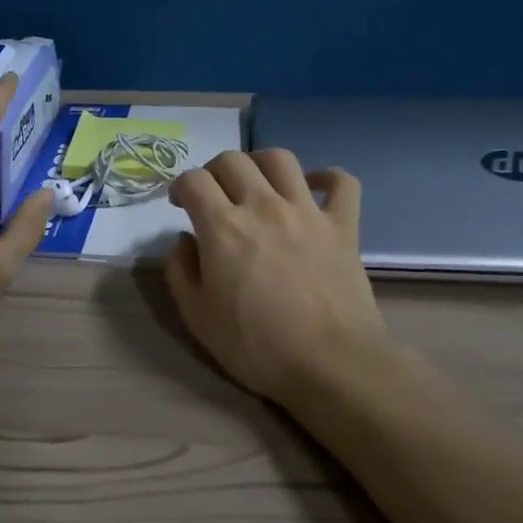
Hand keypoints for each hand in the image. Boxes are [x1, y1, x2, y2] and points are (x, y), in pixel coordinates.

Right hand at [166, 149, 393, 407]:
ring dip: (260, 162)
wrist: (331, 363)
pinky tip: (315, 186)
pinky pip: (342, 183)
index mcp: (223, 227)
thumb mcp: (198, 318)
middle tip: (213, 195)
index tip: (179, 204)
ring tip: (255, 182)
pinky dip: (328, 177)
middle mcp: (263, 206)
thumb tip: (182, 241)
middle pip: (232, 160)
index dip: (179, 186)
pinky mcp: (343, 225)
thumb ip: (180, 272)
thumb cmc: (257, 346)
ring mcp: (307, 212)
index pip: (193, 180)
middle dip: (213, 170)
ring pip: (280, 159)